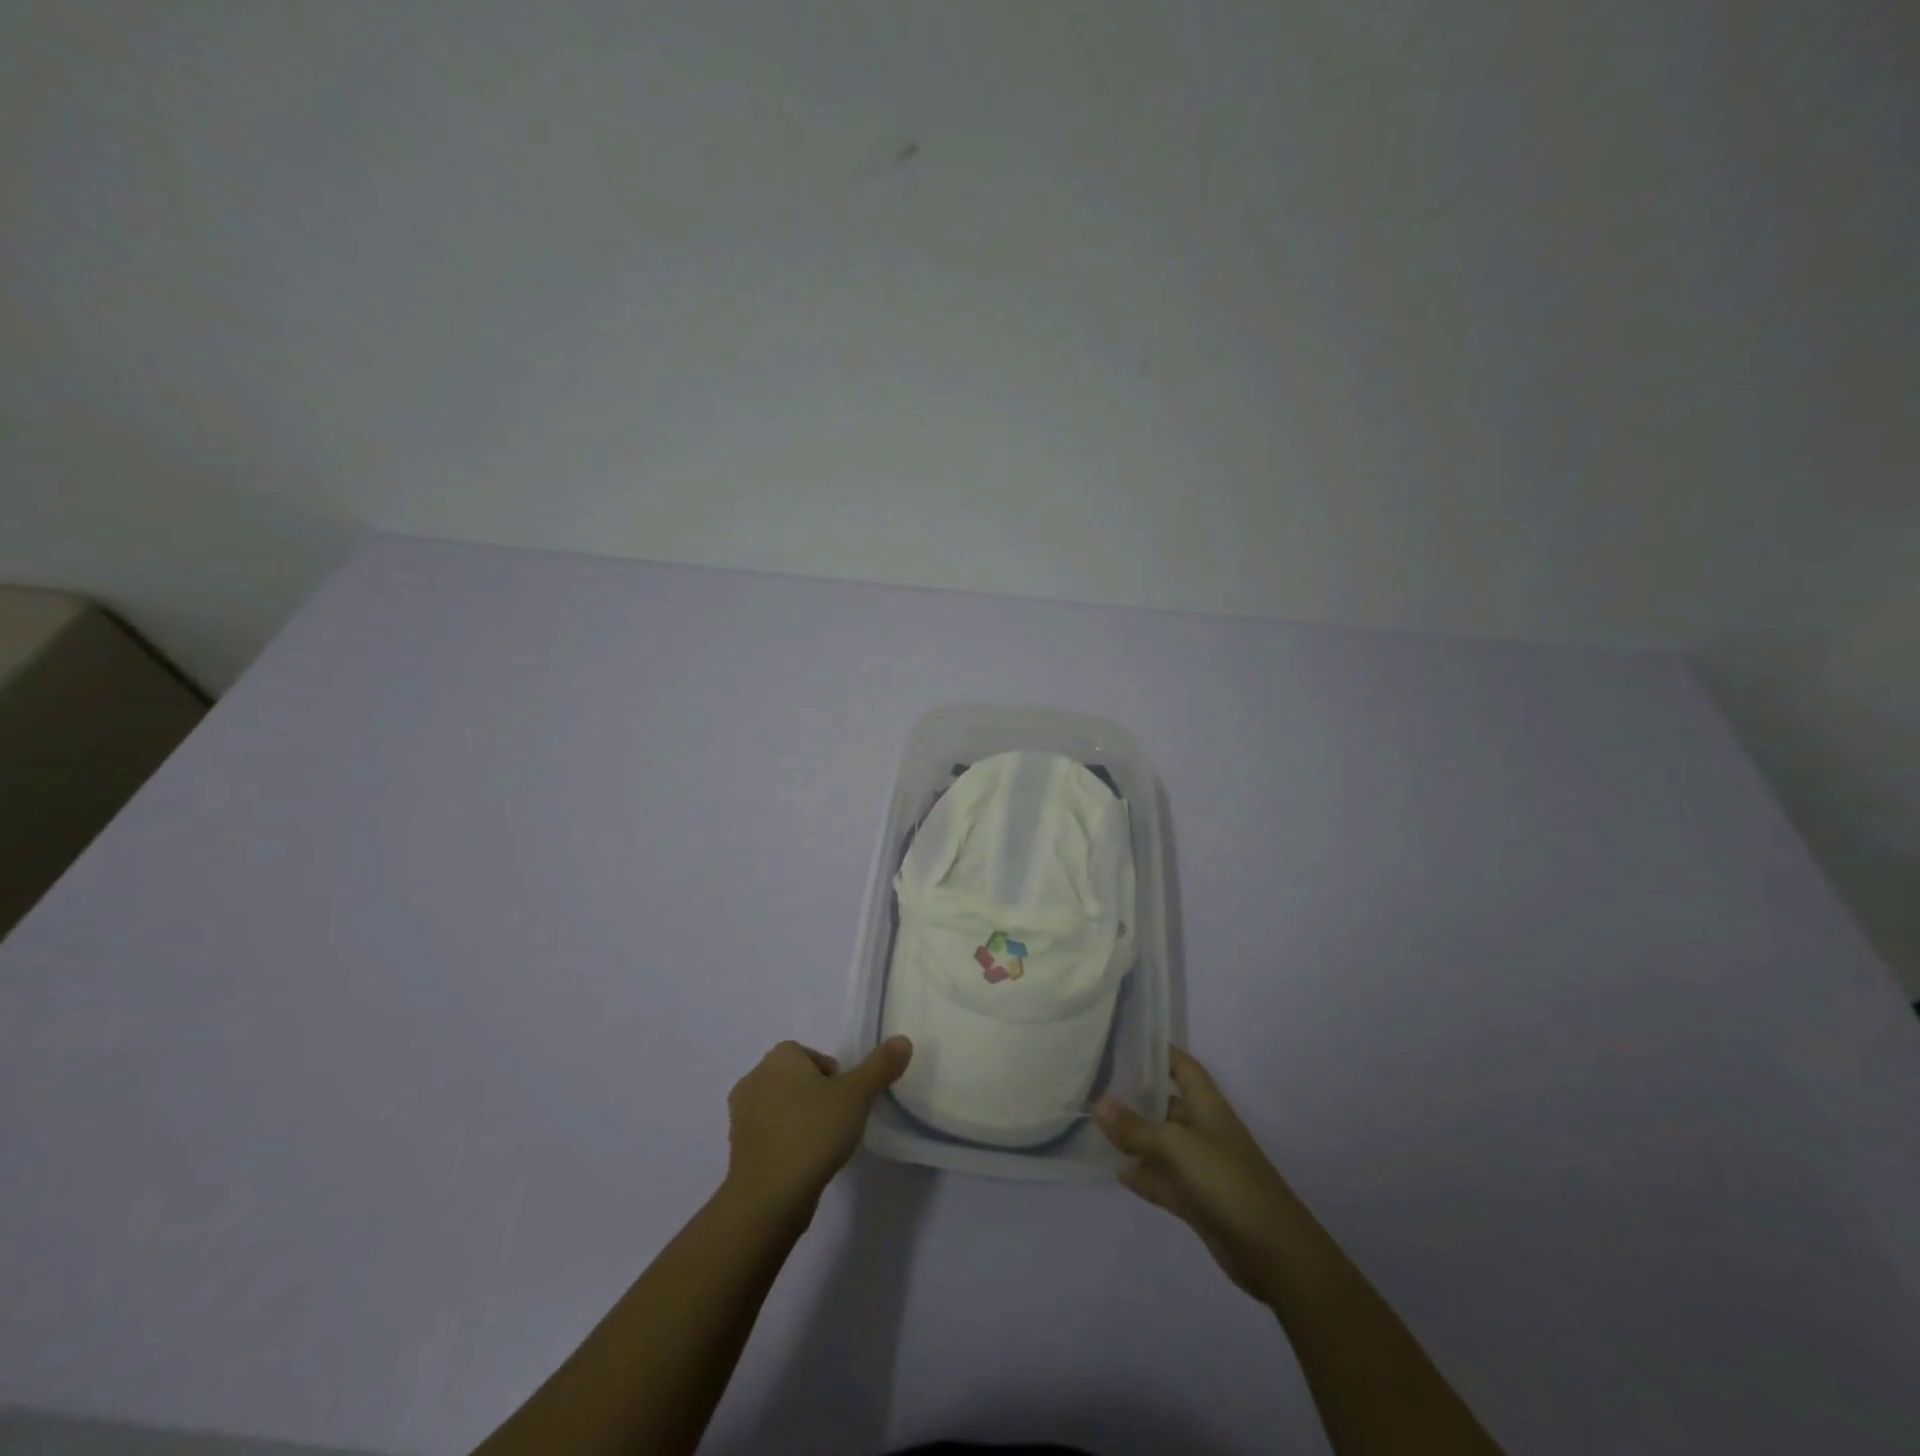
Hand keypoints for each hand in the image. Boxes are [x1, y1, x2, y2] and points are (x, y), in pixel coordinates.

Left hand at [725, 1037, 912, 1216]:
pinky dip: (785, 1143)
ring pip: (782, 1107)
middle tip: (837, 1123)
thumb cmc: (813, 1132)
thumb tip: (903, 1040)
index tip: (846, 1103)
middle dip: (817, 1097)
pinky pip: (769, 1135)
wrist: (769, 1197)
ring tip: (822, 1147)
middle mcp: (755, 1077)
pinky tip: (802, 1164)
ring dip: (800, 1120)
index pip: (814, 1057)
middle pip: (797, 1080)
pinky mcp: (736, 1148)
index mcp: (780, 1057)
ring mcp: (740, 1114)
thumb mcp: (857, 1095)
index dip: (835, 1079)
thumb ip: (880, 1066)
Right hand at [1096, 1047, 1303, 1301]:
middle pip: (1166, 1104)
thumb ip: (1136, 1128)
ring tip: (1094, 1126)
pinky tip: (1117, 1172)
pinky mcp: (1196, 1200)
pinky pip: (1162, 1179)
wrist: (1273, 1252)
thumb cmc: (1227, 1182)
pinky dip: (1143, 1176)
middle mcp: (1203, 1130)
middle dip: (1135, 1096)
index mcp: (1207, 1106)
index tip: (1124, 1041)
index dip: (1159, 1051)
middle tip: (1094, 1084)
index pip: (1182, 1066)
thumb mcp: (1176, 1147)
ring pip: (1161, 1144)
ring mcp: (1200, 1167)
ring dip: (1134, 1139)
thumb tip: (1098, 1103)